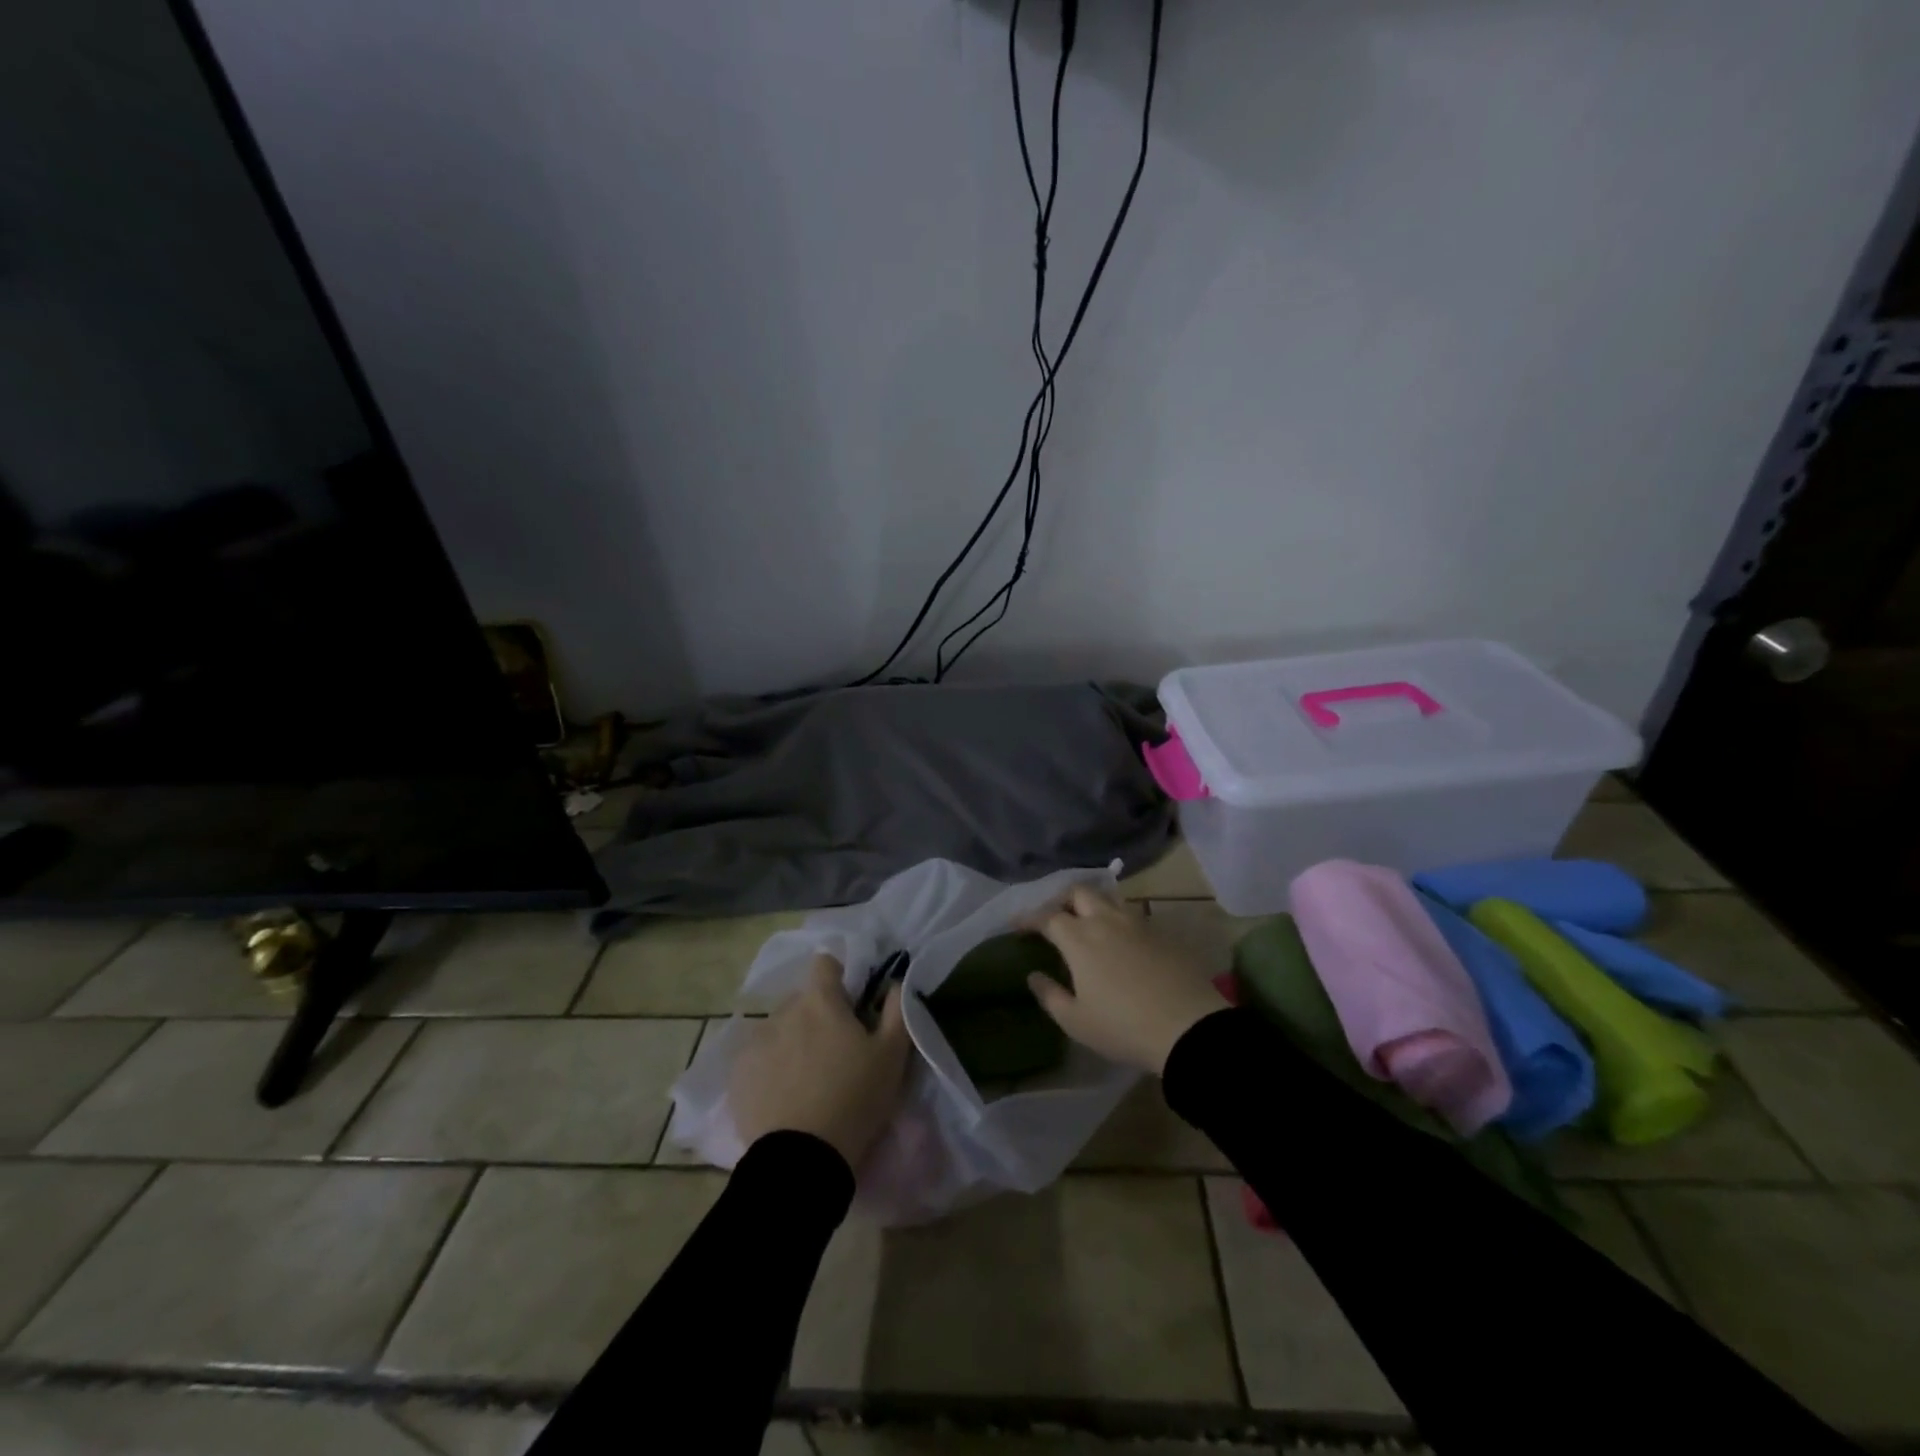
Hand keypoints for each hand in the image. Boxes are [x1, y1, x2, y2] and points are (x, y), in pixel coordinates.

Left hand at [729, 955, 911, 1167]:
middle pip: (802, 999)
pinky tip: (783, 1095)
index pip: (824, 963)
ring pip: (779, 1028)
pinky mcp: (737, 1074)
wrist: (801, 1159)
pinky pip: (757, 1057)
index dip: (839, 977)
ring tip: (806, 1078)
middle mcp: (784, 1011)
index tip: (850, 1003)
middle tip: (833, 1050)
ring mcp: (755, 1042)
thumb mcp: (892, 1055)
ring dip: (792, 1040)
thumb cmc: (854, 1099)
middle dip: (817, 1014)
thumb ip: (897, 1010)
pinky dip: (770, 1067)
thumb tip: (894, 982)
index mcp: (820, 1001)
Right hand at [1026, 885, 1227, 1074]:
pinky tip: (1120, 940)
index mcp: (1079, 939)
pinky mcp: (1162, 933)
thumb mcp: (1076, 1021)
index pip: (1047, 916)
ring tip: (1087, 922)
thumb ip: (1050, 995)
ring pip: (1109, 899)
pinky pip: (1132, 915)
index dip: (1029, 918)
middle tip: (1054, 916)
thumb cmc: (1123, 1027)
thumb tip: (1034, 976)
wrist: (1188, 1027)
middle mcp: (1105, 921)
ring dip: (1092, 904)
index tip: (1017, 925)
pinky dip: (1117, 920)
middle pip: (1079, 892)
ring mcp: (1137, 924)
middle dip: (1061, 899)